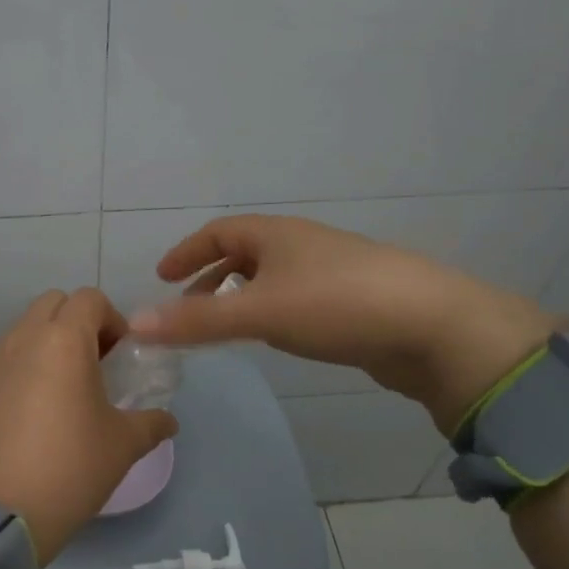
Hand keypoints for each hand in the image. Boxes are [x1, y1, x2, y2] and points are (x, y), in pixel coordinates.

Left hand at [0, 289, 177, 563]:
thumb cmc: (69, 467)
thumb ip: (150, 423)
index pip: (90, 299)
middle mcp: (23, 338)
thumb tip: (168, 420)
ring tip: (64, 390)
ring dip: (49, 343)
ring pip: (25, 329)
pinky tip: (34, 411)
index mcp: (64, 340)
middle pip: (53, 304)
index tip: (122, 356)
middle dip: (78, 323)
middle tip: (95, 364)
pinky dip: (24, 366)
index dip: (113, 319)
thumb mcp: (123, 446)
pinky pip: (5, 358)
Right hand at [128, 215, 555, 432]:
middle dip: (210, 277)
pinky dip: (270, 312)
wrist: (432, 326)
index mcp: (276, 234)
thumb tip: (136, 323)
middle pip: (244, 253)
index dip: (186, 251)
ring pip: (271, 278)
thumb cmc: (336, 305)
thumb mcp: (258, 312)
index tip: (162, 276)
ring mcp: (330, 272)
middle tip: (186, 308)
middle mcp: (301, 245)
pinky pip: (295, 299)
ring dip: (240, 297)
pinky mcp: (352, 301)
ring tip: (223, 327)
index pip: (219, 232)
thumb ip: (196, 322)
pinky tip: (275, 336)